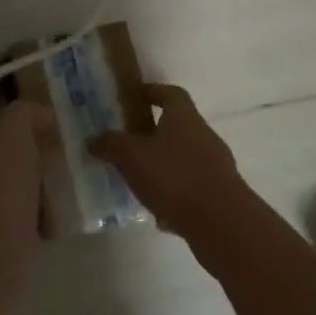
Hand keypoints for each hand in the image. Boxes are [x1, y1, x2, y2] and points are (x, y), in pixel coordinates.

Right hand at [90, 84, 250, 245]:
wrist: (221, 222)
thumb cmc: (174, 177)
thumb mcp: (132, 157)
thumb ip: (111, 144)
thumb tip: (94, 139)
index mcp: (184, 118)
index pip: (171, 94)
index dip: (154, 92)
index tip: (136, 97)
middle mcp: (203, 136)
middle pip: (179, 126)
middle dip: (154, 133)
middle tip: (129, 143)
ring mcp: (215, 166)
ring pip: (184, 159)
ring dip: (164, 166)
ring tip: (139, 181)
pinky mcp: (220, 194)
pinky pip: (192, 187)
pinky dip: (175, 195)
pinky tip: (159, 213)